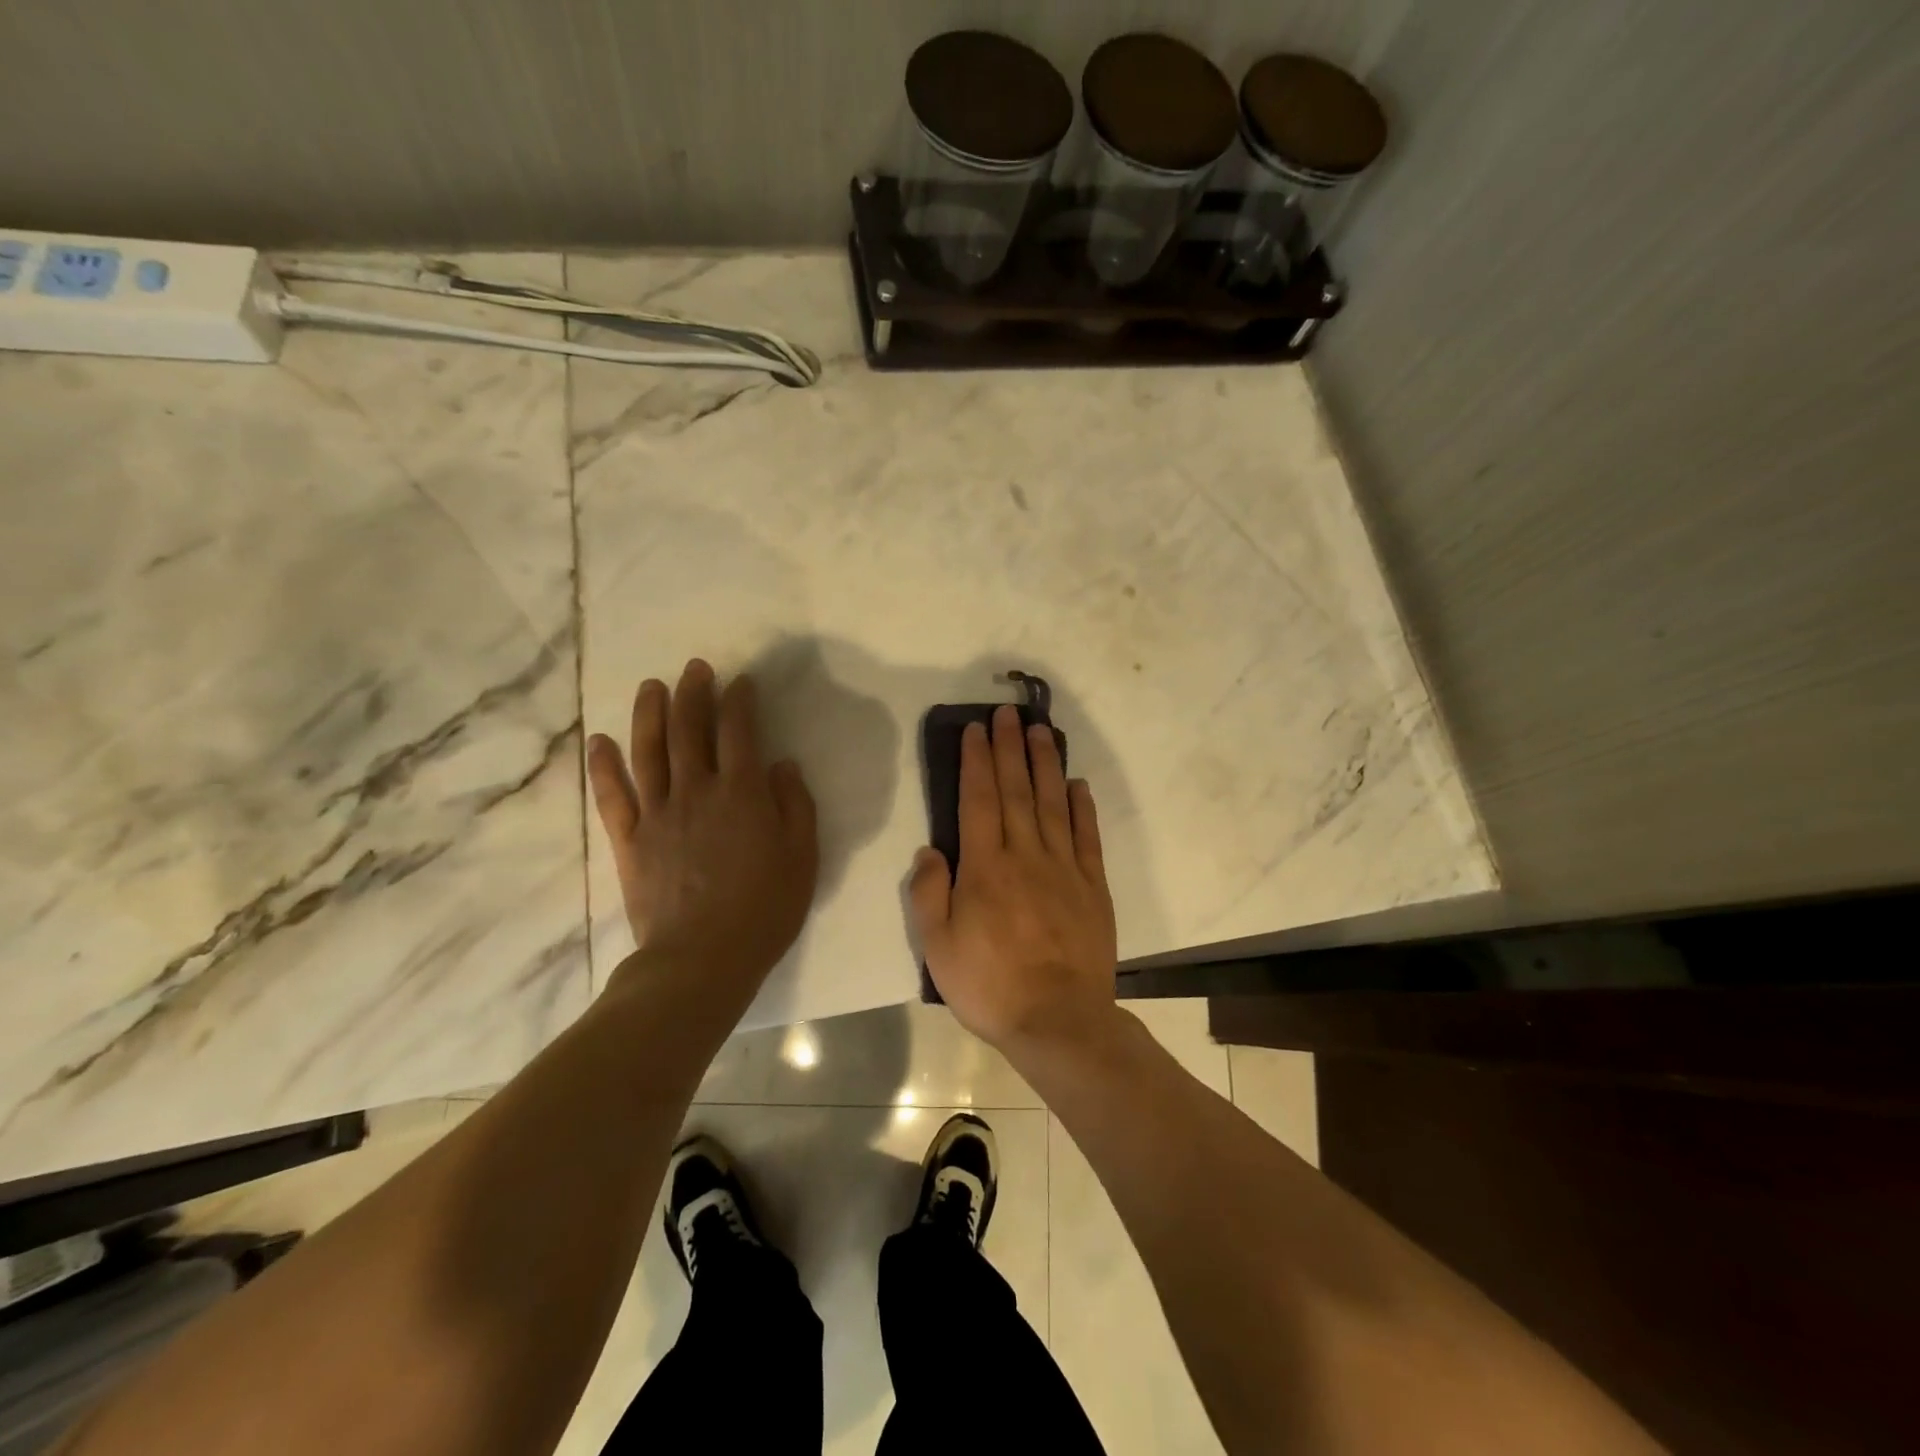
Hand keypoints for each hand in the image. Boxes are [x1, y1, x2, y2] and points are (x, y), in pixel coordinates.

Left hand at [587, 659, 817, 997]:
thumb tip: (781, 765)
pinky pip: (612, 795)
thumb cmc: (764, 909)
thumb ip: (795, 805)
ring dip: (649, 713)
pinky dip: (604, 766)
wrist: (702, 959)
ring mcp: (657, 813)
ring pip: (649, 750)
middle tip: (696, 668)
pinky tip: (599, 741)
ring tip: (651, 686)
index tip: (741, 682)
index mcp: (742, 793)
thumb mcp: (803, 857)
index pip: (739, 731)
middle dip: (694, 693)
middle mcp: (697, 790)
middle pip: (690, 729)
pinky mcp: (630, 840)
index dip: (740, 700)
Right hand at [909, 705, 1118, 1053]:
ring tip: (1041, 731)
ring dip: (1045, 764)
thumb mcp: (938, 947)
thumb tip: (930, 849)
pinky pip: (1088, 837)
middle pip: (1016, 791)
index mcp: (986, 867)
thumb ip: (930, 893)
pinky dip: (1083, 807)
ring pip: (1053, 804)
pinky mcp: (1093, 886)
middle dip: (1009, 748)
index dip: (976, 761)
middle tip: (1007, 713)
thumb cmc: (990, 986)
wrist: (1058, 1021)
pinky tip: (1078, 784)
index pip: (978, 800)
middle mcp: (1026, 855)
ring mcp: (1064, 868)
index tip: (976, 730)